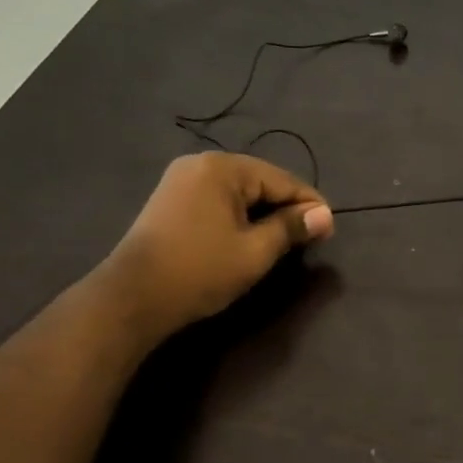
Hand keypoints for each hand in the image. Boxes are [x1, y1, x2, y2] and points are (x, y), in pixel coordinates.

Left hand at [95, 152, 333, 337]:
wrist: (133, 297)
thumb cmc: (200, 271)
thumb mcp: (255, 251)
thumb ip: (291, 228)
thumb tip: (325, 215)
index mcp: (222, 168)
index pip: (281, 180)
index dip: (309, 204)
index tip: (330, 228)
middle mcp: (200, 164)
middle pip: (259, 181)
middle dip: (286, 208)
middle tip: (310, 237)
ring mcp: (180, 181)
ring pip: (238, 193)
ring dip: (263, 213)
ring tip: (284, 239)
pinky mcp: (170, 201)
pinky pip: (218, 201)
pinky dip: (239, 216)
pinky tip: (250, 236)